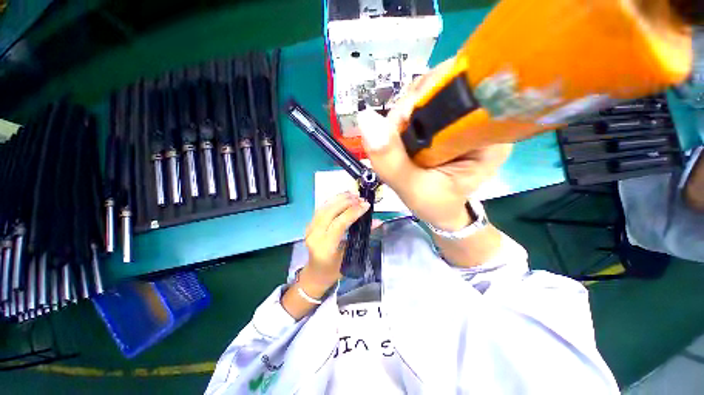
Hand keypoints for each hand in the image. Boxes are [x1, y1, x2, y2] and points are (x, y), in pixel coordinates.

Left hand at [302, 191, 370, 289]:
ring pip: (324, 207)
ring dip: (339, 198)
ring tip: (353, 194)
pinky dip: (332, 201)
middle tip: (360, 198)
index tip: (366, 205)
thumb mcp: (350, 255)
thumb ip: (362, 236)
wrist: (315, 274)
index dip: (353, 212)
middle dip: (347, 202)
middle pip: (330, 212)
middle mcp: (314, 236)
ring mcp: (309, 229)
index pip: (339, 224)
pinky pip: (321, 209)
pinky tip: (342, 197)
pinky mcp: (309, 225)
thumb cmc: (334, 270)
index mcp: (325, 247)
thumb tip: (377, 221)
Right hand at [358, 59, 511, 230]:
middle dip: (408, 110)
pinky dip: (404, 117)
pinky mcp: (449, 119)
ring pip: (429, 92)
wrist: (442, 211)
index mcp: (487, 134)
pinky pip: (423, 103)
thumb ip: (391, 161)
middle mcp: (482, 117)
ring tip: (398, 142)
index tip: (399, 128)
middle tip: (395, 139)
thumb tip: (365, 118)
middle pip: (441, 86)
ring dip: (403, 114)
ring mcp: (465, 115)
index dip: (421, 100)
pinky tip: (401, 136)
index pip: (458, 91)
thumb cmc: (436, 205)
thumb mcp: (413, 189)